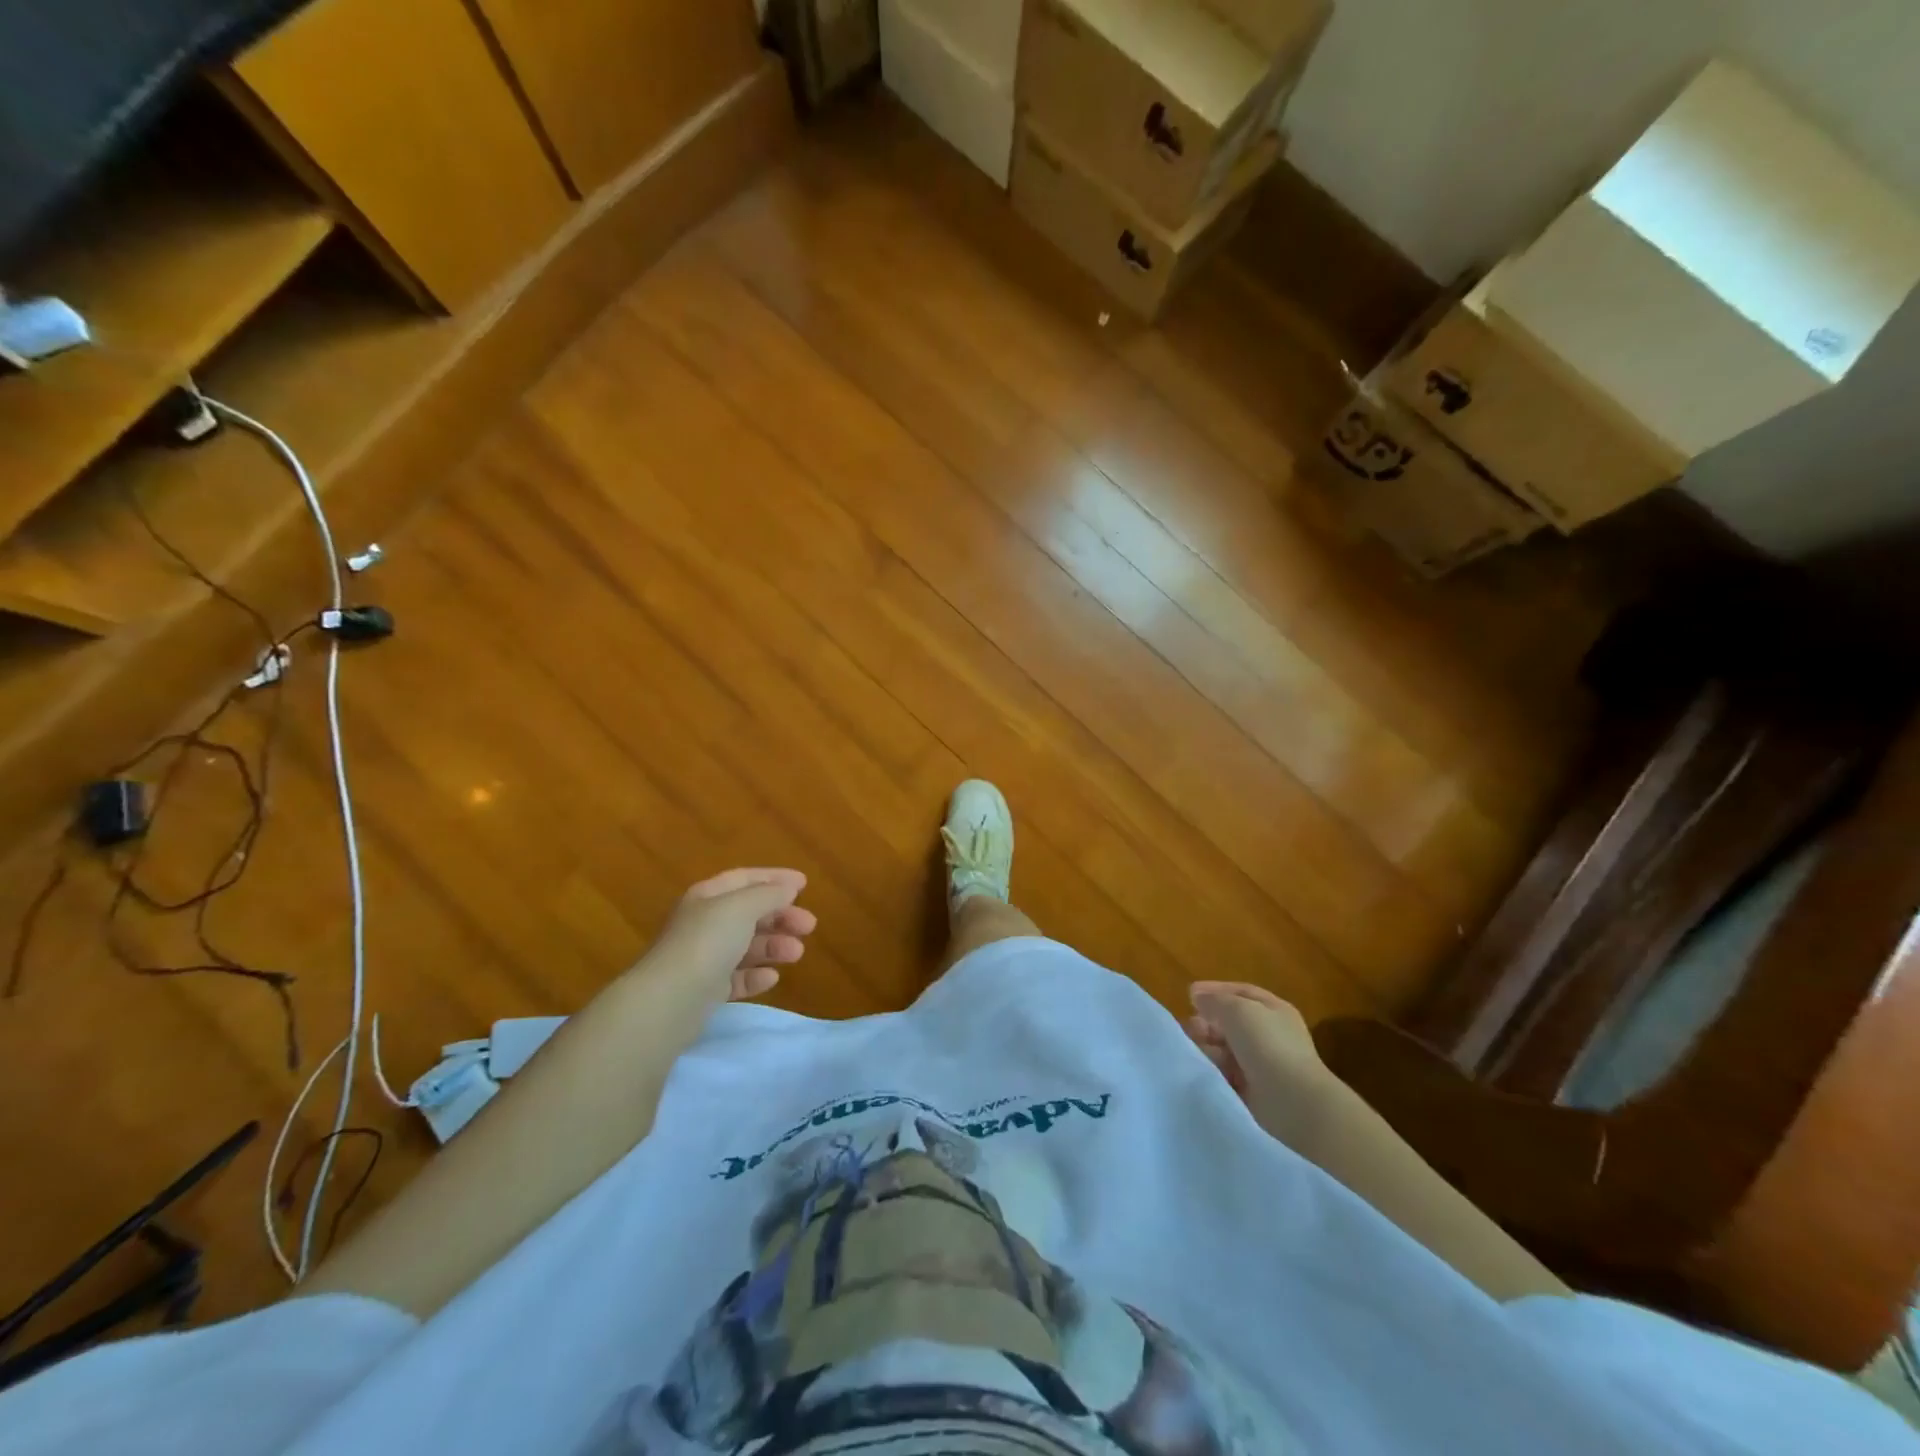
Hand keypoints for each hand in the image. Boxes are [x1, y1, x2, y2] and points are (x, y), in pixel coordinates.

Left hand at [640, 868, 816, 1002]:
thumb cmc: (707, 942)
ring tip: (796, 954)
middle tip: (809, 926)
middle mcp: (704, 923)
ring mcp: (704, 958)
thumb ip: (769, 894)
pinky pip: (737, 978)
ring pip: (746, 946)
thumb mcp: (742, 907)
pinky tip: (771, 978)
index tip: (804, 884)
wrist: (669, 1001)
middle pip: (749, 913)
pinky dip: (756, 975)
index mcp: (708, 896)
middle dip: (781, 916)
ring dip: (774, 946)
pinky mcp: (706, 990)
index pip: (745, 878)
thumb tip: (788, 889)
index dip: (775, 878)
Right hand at [1186, 982, 1330, 1100]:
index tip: (1189, 995)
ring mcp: (1264, 1064)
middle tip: (1188, 1027)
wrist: (1292, 1102)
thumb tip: (1198, 997)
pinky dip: (1214, 1070)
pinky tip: (1203, 1069)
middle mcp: (1271, 1035)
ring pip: (1227, 1049)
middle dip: (1208, 1022)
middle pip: (1232, 1022)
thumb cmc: (1267, 1045)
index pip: (1242, 993)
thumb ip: (1215, 1000)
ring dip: (1208, 1046)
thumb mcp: (1237, 1010)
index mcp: (1274, 1011)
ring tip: (1192, 1049)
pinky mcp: (1255, 1091)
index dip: (1215, 991)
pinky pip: (1227, 1074)